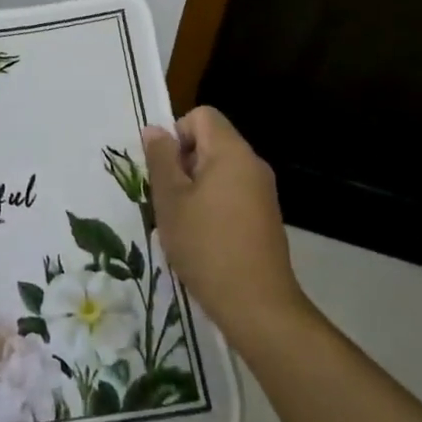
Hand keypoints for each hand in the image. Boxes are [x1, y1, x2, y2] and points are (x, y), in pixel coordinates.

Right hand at [142, 107, 309, 348]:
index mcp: (231, 151)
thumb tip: (155, 130)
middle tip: (168, 200)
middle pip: (211, 142)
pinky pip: (233, 193)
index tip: (166, 171)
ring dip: (195, 188)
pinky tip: (202, 240)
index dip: (177, 134)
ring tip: (182, 223)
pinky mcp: (266, 217)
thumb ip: (160, 159)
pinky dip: (214, 205)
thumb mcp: (171, 200)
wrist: (258, 306)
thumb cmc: (207, 246)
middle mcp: (252, 163)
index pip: (201, 115)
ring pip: (219, 170)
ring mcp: (263, 191)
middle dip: (183, 164)